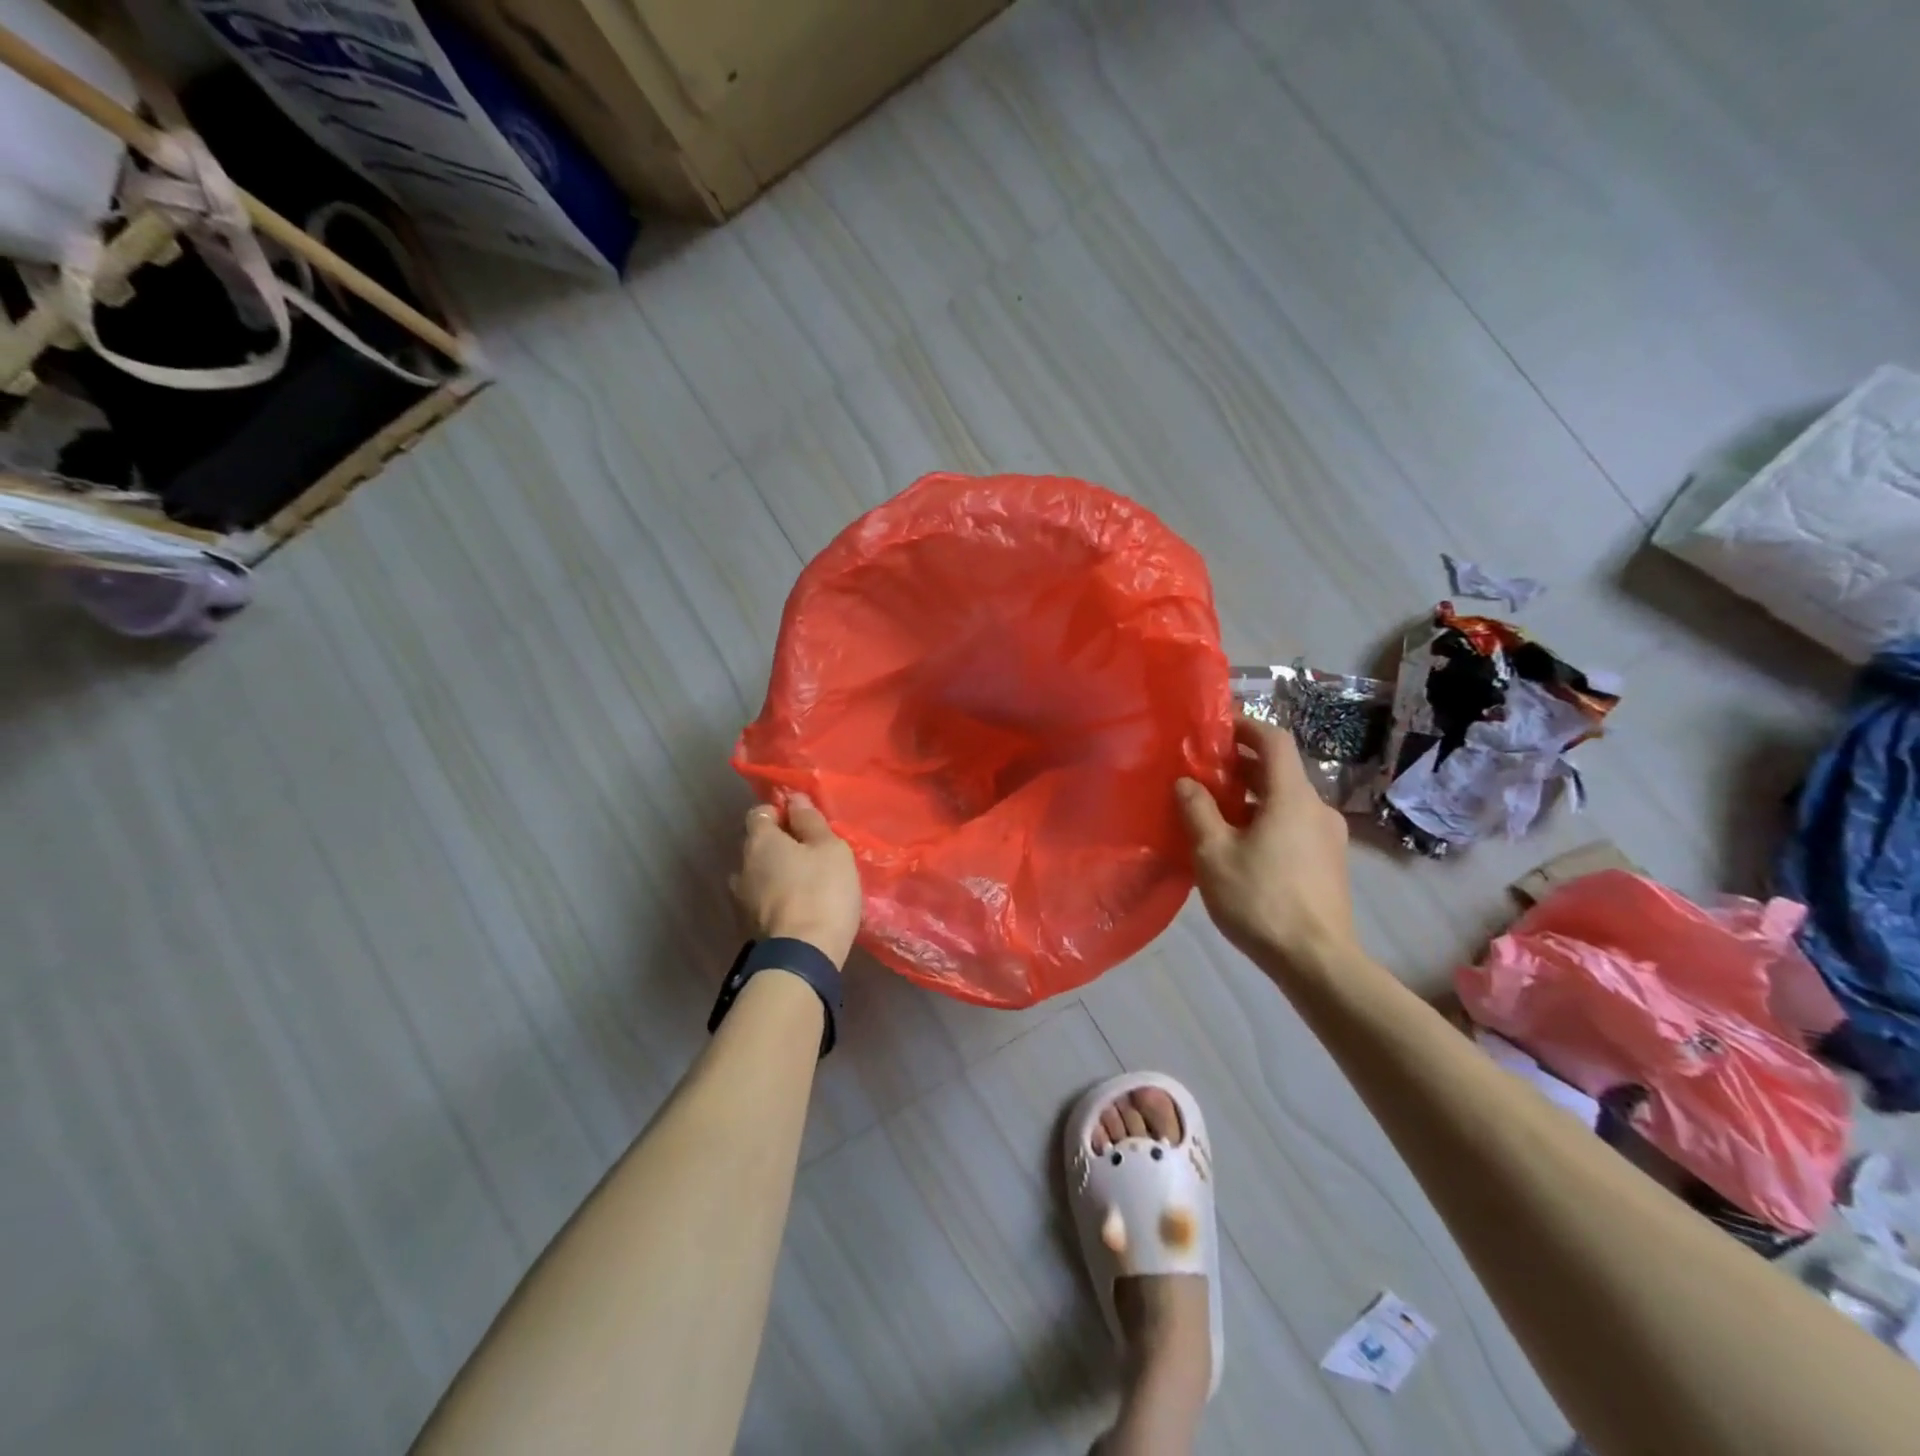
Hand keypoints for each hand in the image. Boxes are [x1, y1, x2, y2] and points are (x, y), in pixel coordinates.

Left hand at [732, 793, 862, 969]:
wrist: (802, 957)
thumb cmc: (821, 891)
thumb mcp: (829, 848)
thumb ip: (811, 821)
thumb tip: (794, 799)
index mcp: (759, 841)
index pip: (759, 812)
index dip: (780, 813)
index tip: (804, 823)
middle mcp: (741, 866)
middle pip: (757, 846)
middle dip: (780, 846)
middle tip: (811, 855)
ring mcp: (740, 900)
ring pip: (758, 876)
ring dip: (776, 876)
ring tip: (805, 885)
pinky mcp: (747, 928)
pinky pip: (761, 902)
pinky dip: (776, 901)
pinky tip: (798, 909)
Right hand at [1176, 719, 1356, 974]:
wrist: (1317, 961)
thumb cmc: (1260, 899)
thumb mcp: (1213, 853)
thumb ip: (1197, 811)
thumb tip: (1186, 782)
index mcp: (1292, 797)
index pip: (1274, 741)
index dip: (1246, 727)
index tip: (1216, 729)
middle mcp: (1317, 808)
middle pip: (1280, 771)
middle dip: (1242, 766)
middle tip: (1204, 773)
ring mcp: (1329, 837)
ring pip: (1286, 801)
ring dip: (1253, 797)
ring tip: (1216, 813)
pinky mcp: (1330, 863)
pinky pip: (1294, 825)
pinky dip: (1267, 820)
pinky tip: (1242, 846)